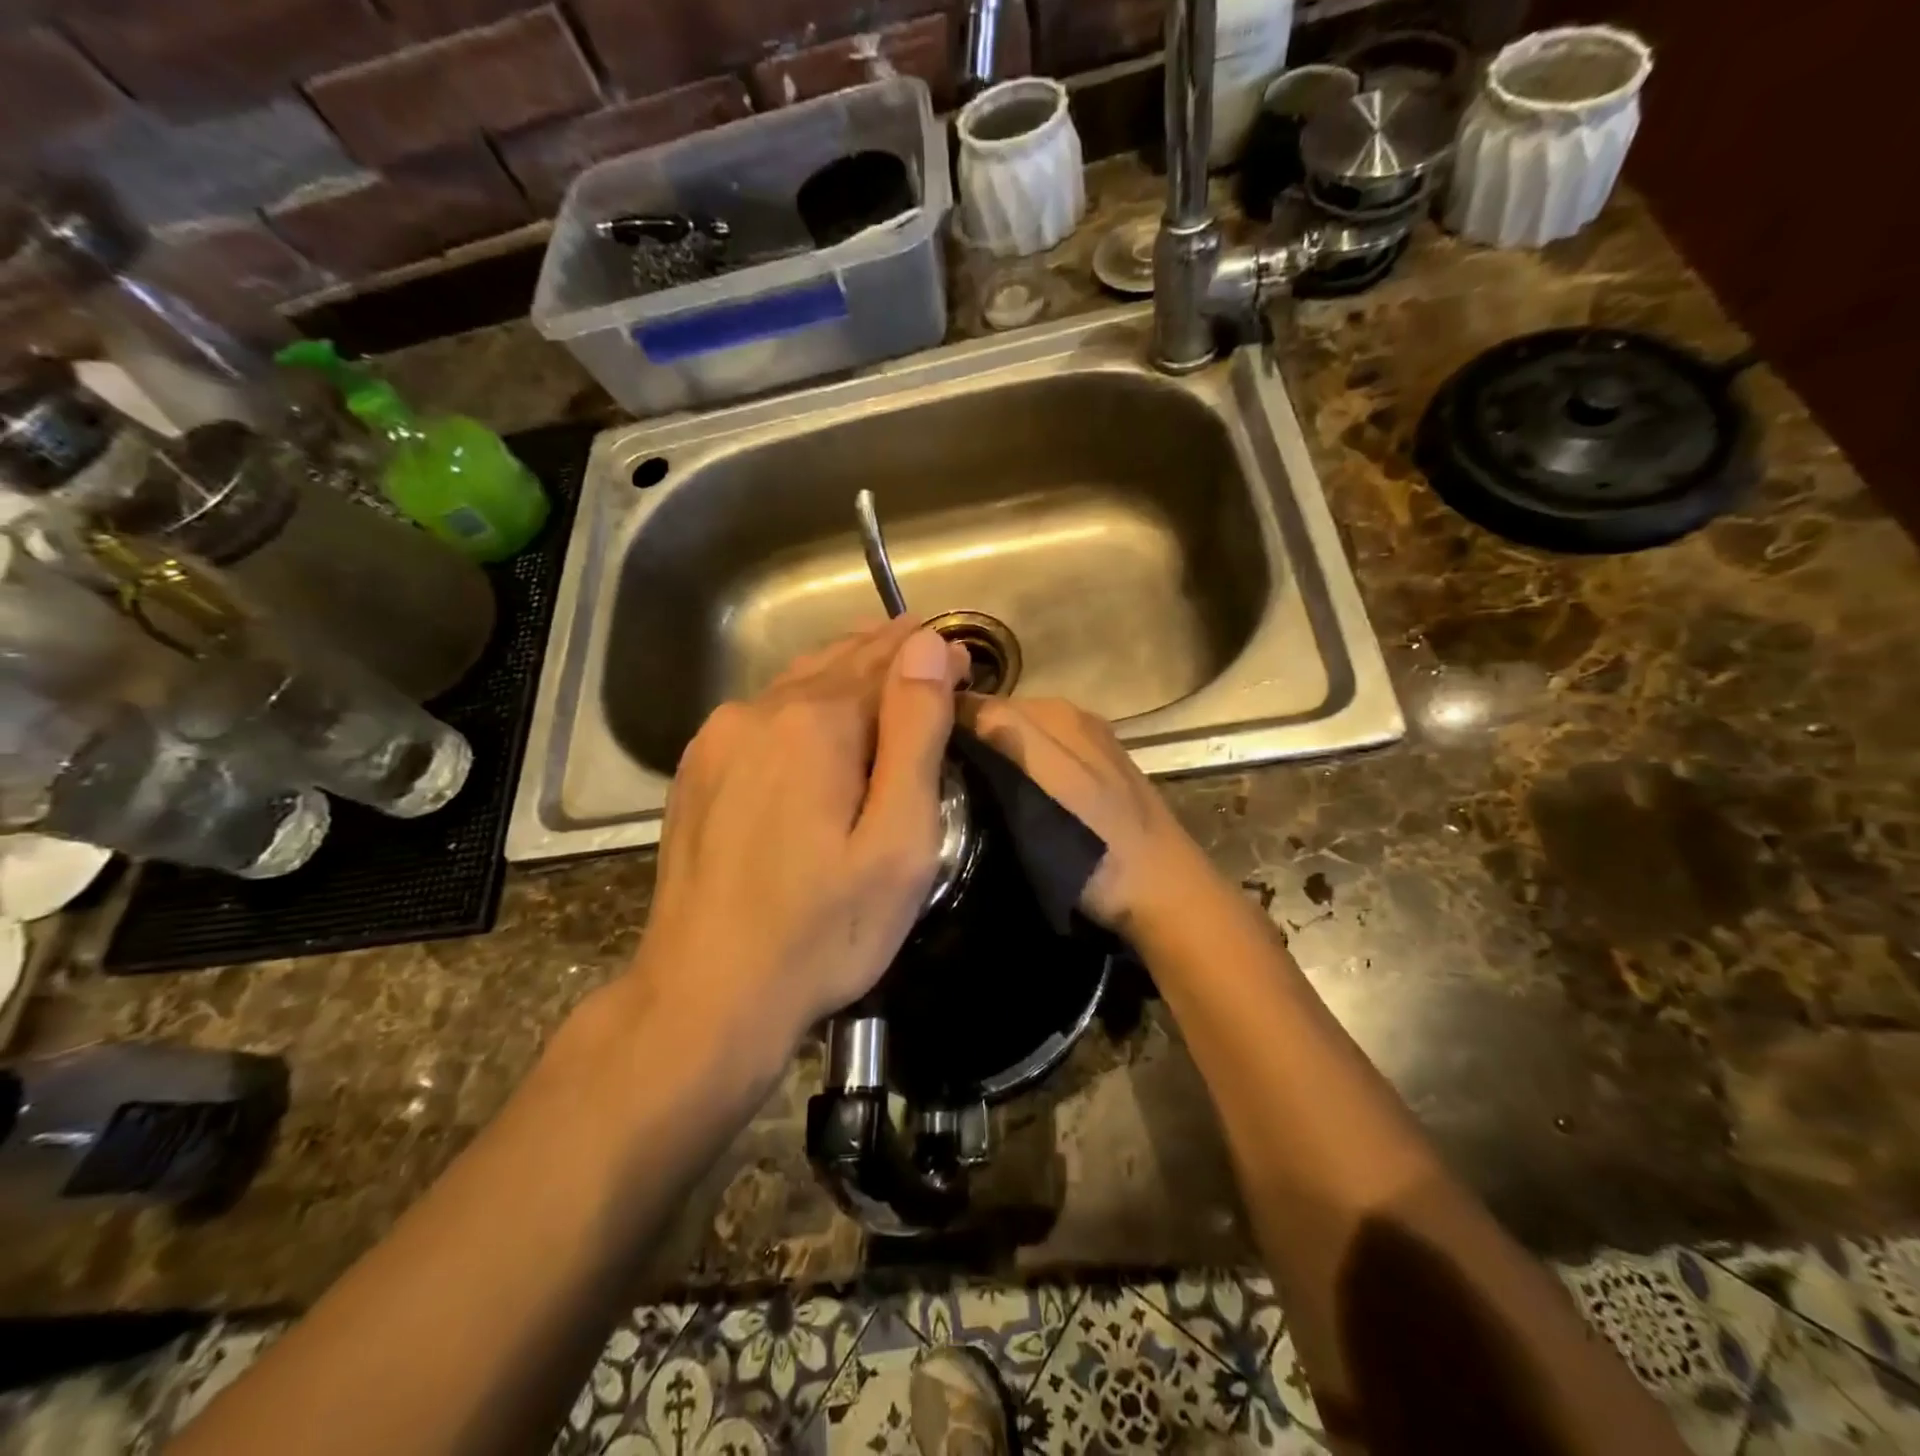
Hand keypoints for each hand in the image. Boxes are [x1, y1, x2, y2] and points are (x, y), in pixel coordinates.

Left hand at [631, 619, 968, 1061]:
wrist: (705, 996)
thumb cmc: (823, 929)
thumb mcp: (896, 839)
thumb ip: (915, 734)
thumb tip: (928, 647)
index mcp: (815, 722)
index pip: (886, 661)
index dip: (930, 655)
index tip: (966, 658)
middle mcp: (758, 712)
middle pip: (837, 662)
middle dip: (887, 653)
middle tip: (930, 651)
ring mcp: (717, 740)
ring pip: (796, 684)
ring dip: (844, 673)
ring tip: (882, 668)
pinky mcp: (695, 771)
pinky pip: (761, 715)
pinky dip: (802, 704)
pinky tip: (817, 718)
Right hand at [958, 695, 1209, 934]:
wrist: (1164, 896)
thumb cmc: (1098, 847)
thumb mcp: (1047, 785)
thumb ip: (1007, 736)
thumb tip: (952, 702)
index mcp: (1057, 713)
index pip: (980, 703)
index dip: (944, 728)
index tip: (912, 761)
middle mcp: (1072, 719)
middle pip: (999, 721)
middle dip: (967, 745)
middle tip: (935, 787)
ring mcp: (1087, 748)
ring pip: (1017, 744)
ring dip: (990, 763)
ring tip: (962, 800)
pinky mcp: (1094, 777)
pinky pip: (1038, 764)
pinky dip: (1016, 778)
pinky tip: (1007, 807)